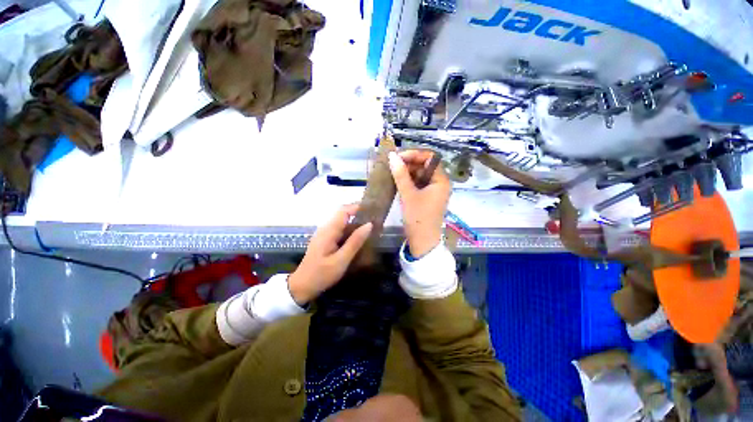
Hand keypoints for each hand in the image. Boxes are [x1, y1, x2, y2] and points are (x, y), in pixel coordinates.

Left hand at [288, 204, 372, 304]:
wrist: (301, 287)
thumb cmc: (321, 274)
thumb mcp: (341, 260)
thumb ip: (355, 242)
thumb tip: (369, 225)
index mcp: (329, 231)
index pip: (344, 210)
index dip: (358, 207)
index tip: (372, 209)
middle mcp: (325, 228)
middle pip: (343, 214)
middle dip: (358, 214)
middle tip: (375, 220)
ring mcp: (324, 234)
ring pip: (342, 222)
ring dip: (355, 222)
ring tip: (370, 228)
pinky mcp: (325, 240)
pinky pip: (339, 230)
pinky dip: (350, 230)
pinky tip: (358, 238)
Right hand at [389, 150, 451, 256]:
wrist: (422, 242)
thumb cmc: (418, 218)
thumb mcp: (408, 195)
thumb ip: (401, 174)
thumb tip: (392, 156)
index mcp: (441, 180)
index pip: (430, 158)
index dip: (414, 154)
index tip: (398, 157)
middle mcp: (439, 183)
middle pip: (425, 165)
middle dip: (409, 163)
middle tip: (392, 164)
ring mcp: (433, 191)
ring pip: (420, 175)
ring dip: (407, 172)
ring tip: (392, 172)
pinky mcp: (426, 197)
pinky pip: (418, 184)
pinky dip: (408, 181)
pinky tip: (397, 181)